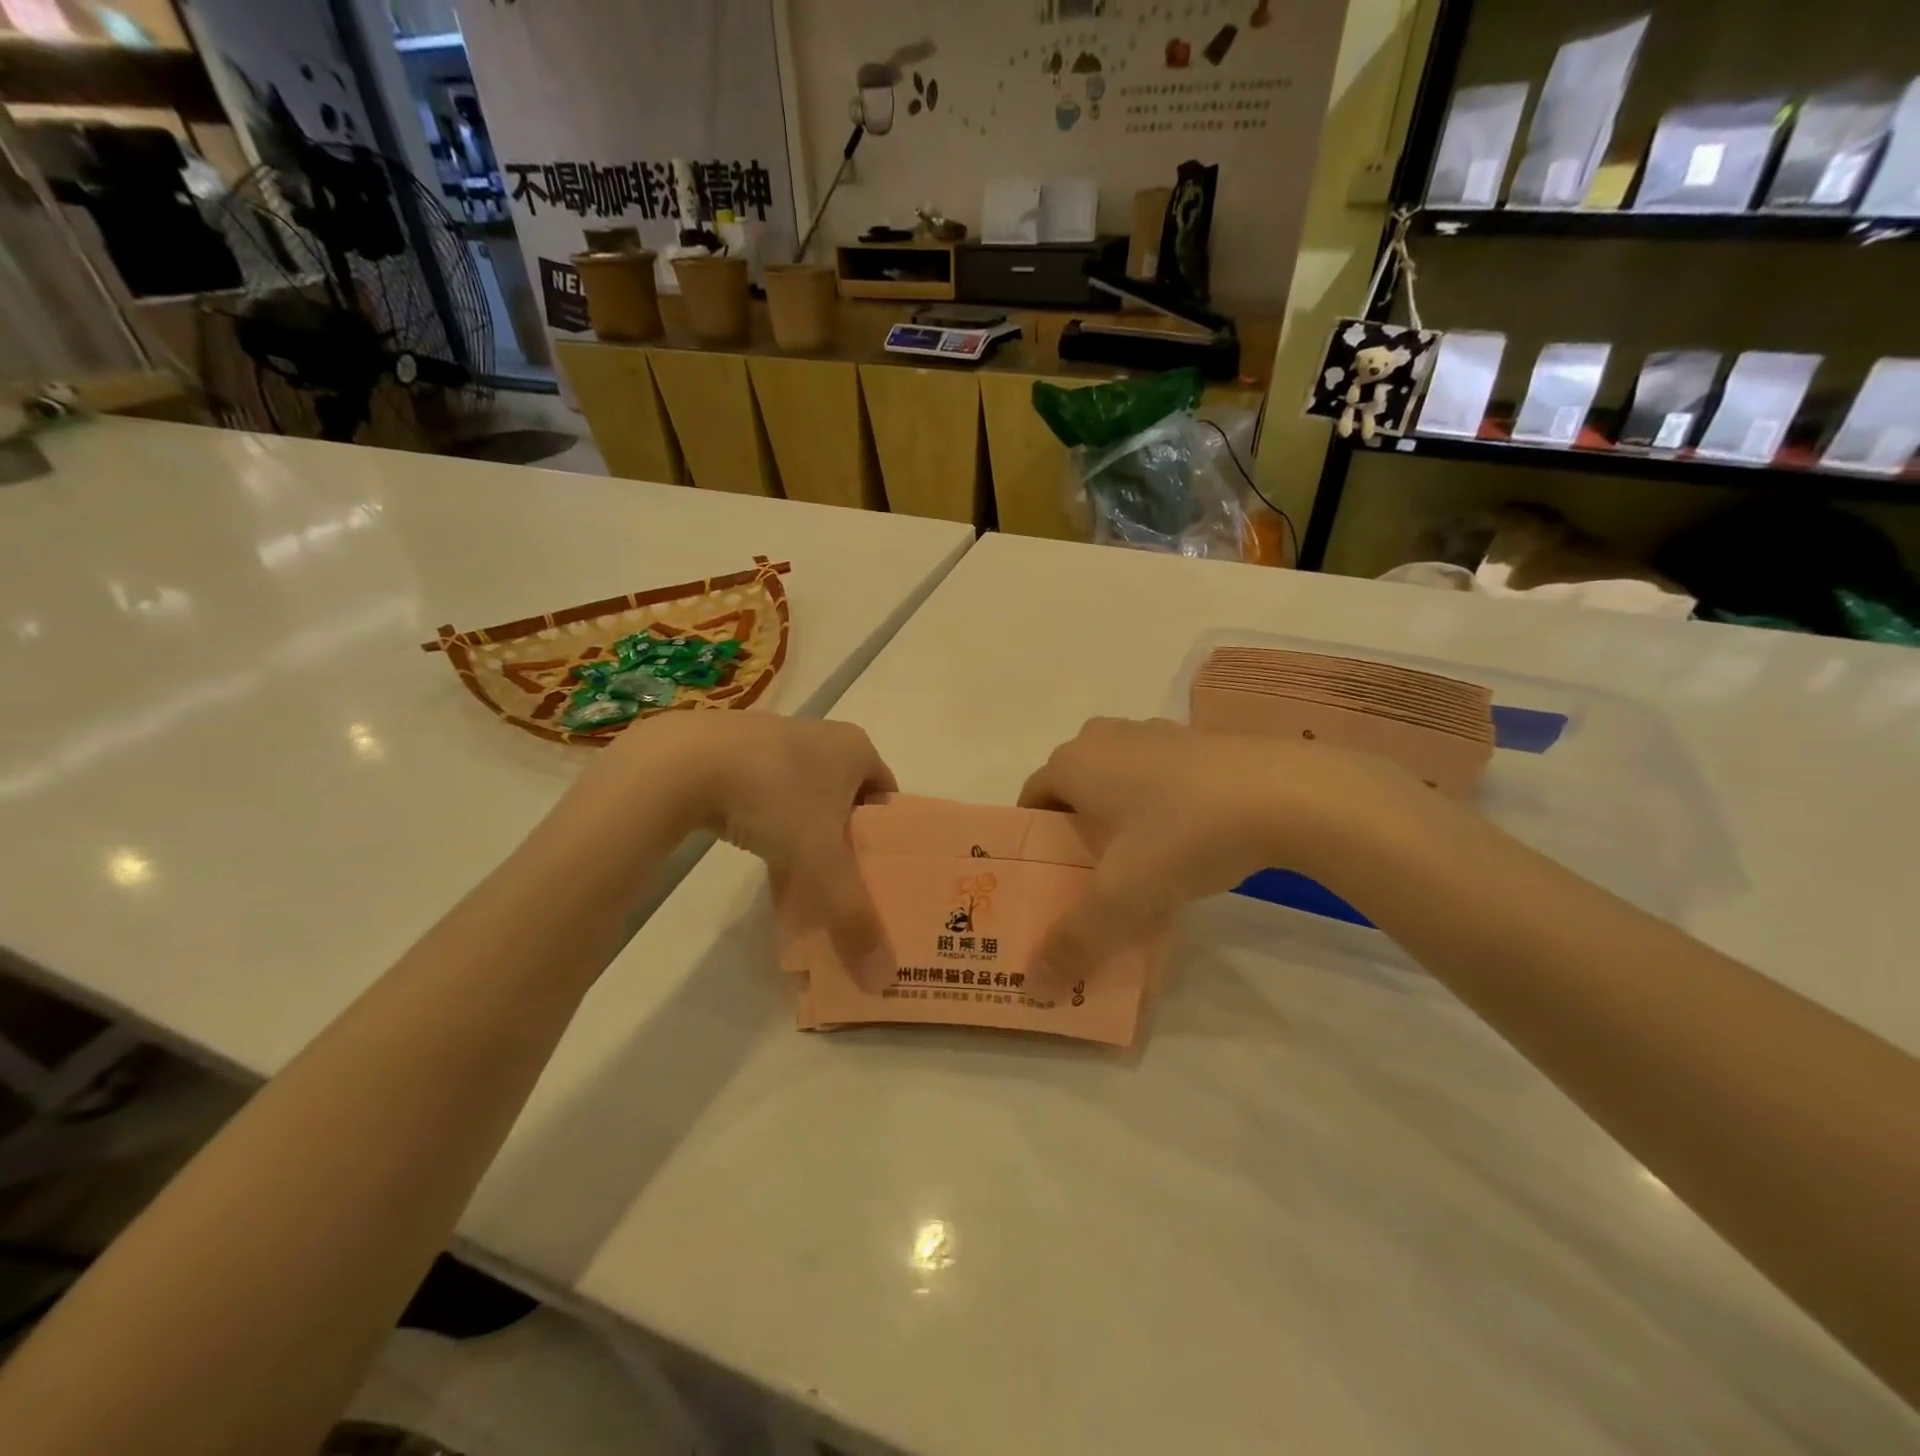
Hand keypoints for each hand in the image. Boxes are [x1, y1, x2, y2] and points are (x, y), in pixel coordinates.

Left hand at [584, 713, 896, 973]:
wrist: (682, 761)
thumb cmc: (775, 798)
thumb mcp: (820, 863)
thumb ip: (853, 917)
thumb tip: (882, 980)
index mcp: (855, 749)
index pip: (887, 797)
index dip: (888, 838)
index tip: (880, 875)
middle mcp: (821, 736)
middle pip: (846, 800)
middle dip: (845, 843)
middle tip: (843, 884)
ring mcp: (774, 739)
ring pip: (804, 799)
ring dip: (805, 837)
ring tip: (801, 880)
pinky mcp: (733, 750)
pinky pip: (767, 795)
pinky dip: (769, 826)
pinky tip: (759, 857)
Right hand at [1018, 718, 1414, 984]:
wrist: (1286, 794)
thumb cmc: (1183, 835)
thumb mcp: (1124, 898)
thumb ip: (1076, 941)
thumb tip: (1036, 987)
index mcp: (1074, 763)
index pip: (1032, 798)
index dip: (1033, 839)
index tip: (1048, 878)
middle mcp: (1106, 737)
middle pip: (1073, 785)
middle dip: (1074, 826)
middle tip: (1090, 874)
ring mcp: (1155, 732)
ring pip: (1116, 775)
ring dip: (1117, 811)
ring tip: (1138, 860)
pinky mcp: (1198, 739)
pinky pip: (1157, 772)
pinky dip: (1157, 800)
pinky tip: (1185, 838)